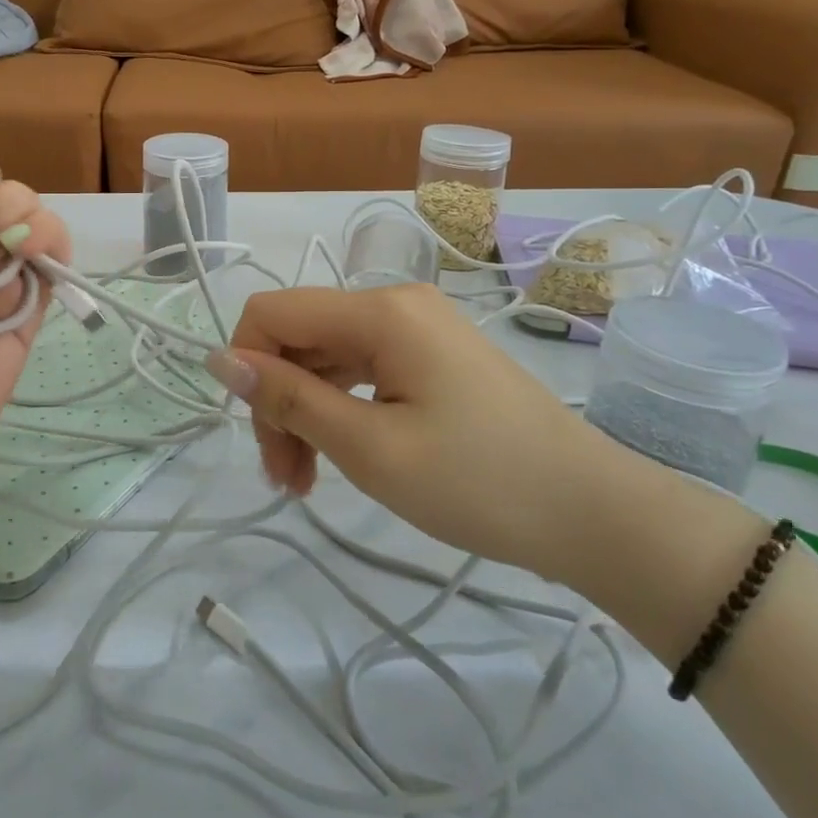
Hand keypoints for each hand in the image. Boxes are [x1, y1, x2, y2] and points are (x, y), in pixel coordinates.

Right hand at [207, 283, 625, 579]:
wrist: (597, 514)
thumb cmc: (481, 483)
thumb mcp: (371, 447)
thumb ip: (290, 399)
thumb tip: (220, 359)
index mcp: (380, 311)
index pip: (273, 312)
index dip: (247, 366)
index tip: (258, 435)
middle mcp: (395, 303)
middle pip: (301, 338)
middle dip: (279, 403)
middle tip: (286, 479)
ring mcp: (418, 328)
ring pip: (328, 357)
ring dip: (307, 412)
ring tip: (306, 482)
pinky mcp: (432, 355)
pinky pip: (363, 370)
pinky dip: (341, 409)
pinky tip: (341, 454)